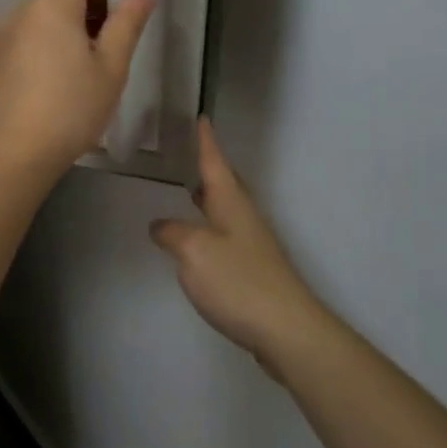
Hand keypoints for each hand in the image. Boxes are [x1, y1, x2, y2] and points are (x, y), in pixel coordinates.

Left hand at [0, 0, 155, 173]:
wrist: (13, 152)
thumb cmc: (70, 107)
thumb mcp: (111, 66)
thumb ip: (128, 21)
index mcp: (51, 3)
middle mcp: (22, 9)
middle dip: (92, 2)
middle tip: (118, 36)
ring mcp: (4, 34)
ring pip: (44, 13)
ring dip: (71, 22)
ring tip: (94, 61)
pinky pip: (29, 33)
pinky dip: (50, 39)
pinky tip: (65, 75)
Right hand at [150, 119, 324, 363]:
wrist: (286, 330)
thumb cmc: (238, 281)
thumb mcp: (193, 251)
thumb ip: (172, 233)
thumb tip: (160, 225)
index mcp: (231, 203)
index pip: (215, 162)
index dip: (206, 141)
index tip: (202, 118)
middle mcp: (244, 217)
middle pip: (226, 184)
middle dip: (209, 168)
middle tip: (191, 153)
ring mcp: (252, 245)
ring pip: (227, 210)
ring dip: (209, 198)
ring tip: (190, 191)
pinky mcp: (253, 271)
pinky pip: (227, 235)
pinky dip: (210, 227)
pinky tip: (198, 242)